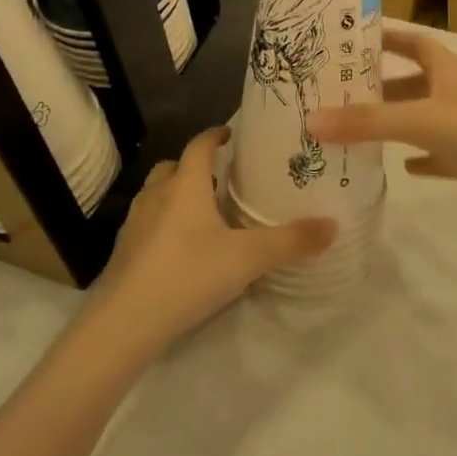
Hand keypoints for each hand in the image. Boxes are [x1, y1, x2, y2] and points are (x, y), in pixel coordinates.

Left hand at [91, 127, 335, 350]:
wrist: (125, 322)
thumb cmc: (189, 274)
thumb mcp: (248, 258)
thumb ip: (291, 241)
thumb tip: (333, 226)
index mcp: (185, 184)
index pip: (199, 144)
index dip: (215, 135)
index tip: (231, 133)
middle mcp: (157, 194)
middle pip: (174, 167)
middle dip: (194, 167)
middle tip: (221, 179)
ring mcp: (135, 222)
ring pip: (157, 195)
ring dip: (177, 196)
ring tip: (204, 214)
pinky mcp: (124, 250)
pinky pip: (147, 224)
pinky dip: (164, 225)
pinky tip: (181, 250)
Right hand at [307, 30, 456, 231]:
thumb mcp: (423, 121)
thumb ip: (368, 122)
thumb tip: (311, 121)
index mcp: (448, 71)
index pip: (414, 42)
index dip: (386, 37)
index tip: (351, 40)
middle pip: (413, 83)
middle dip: (380, 87)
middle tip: (339, 95)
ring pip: (424, 119)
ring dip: (396, 123)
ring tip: (356, 131)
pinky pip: (441, 155)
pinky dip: (422, 159)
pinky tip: (402, 168)